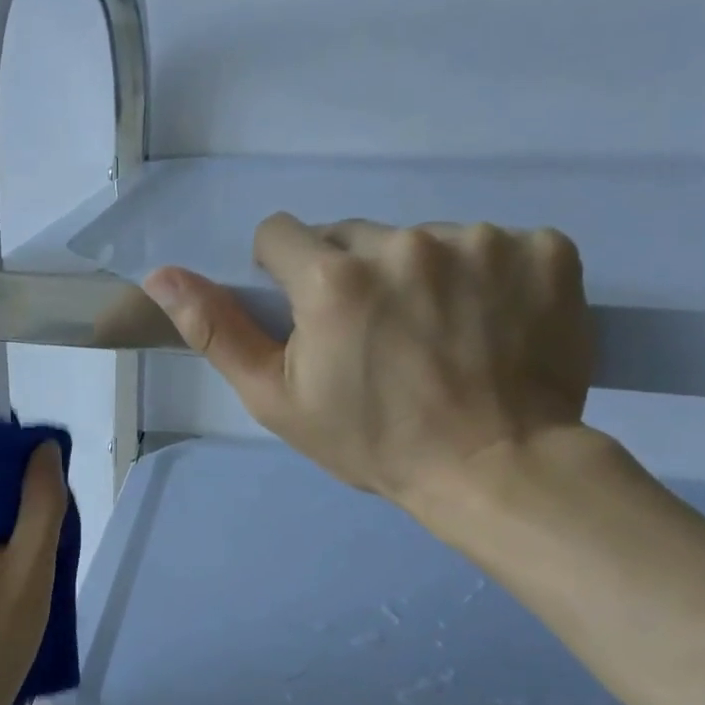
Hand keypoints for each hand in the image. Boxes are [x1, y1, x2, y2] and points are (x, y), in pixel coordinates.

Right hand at [143, 215, 593, 523]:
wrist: (497, 469)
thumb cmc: (372, 441)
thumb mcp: (276, 398)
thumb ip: (216, 330)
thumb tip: (159, 275)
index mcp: (332, 277)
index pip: (280, 235)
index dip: (283, 275)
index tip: (309, 317)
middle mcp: (405, 242)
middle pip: (352, 235)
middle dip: (349, 275)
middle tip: (373, 336)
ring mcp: (481, 241)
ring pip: (421, 239)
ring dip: (416, 274)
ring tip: (436, 334)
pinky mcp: (545, 248)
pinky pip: (494, 245)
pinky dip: (486, 276)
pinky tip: (490, 322)